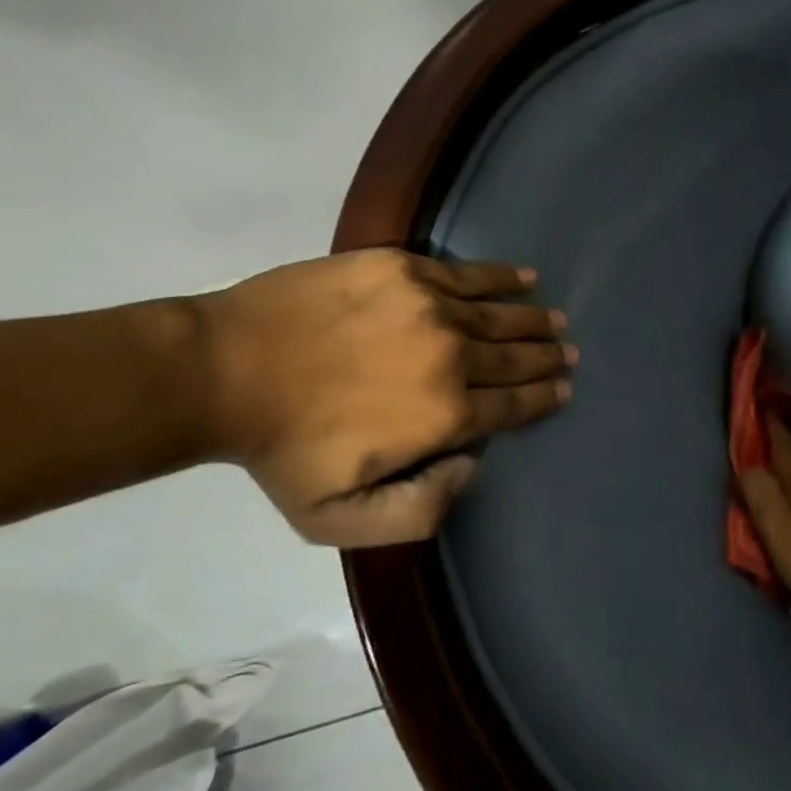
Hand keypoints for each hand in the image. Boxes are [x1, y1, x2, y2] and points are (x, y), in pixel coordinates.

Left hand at [192, 250, 572, 547]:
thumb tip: (472, 465)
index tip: (564, 389)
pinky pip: (468, 273)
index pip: (513, 405)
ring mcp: (429, 306)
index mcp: (446, 415)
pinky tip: (524, 278)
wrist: (222, 370)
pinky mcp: (403, 270)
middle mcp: (452, 355)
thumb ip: (420, 511)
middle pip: (514, 357)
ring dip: (533, 319)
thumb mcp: (341, 521)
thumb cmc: (283, 451)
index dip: (543, 398)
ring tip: (555, 320)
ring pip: (499, 314)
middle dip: (547, 357)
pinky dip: (501, 277)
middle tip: (568, 353)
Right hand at [736, 417, 790, 612]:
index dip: (770, 424)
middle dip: (775, 444)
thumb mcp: (776, 525)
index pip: (781, 445)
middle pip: (790, 460)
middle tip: (759, 429)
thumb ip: (759, 492)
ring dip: (781, 469)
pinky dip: (789, 492)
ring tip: (766, 465)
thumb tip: (745, 464)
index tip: (761, 399)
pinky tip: (785, 500)